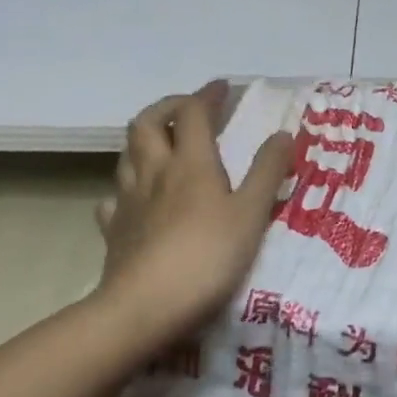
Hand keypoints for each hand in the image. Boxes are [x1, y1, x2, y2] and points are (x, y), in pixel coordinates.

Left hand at [90, 81, 292, 348]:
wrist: (144, 309)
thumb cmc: (207, 257)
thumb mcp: (252, 213)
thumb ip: (267, 172)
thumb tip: (282, 133)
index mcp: (190, 163)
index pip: (192, 113)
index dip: (207, 95)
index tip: (223, 87)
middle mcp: (154, 172)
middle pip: (146, 123)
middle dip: (167, 107)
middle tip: (189, 110)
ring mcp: (127, 202)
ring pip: (127, 155)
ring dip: (145, 140)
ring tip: (165, 146)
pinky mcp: (114, 231)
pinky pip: (114, 199)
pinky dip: (127, 189)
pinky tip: (138, 200)